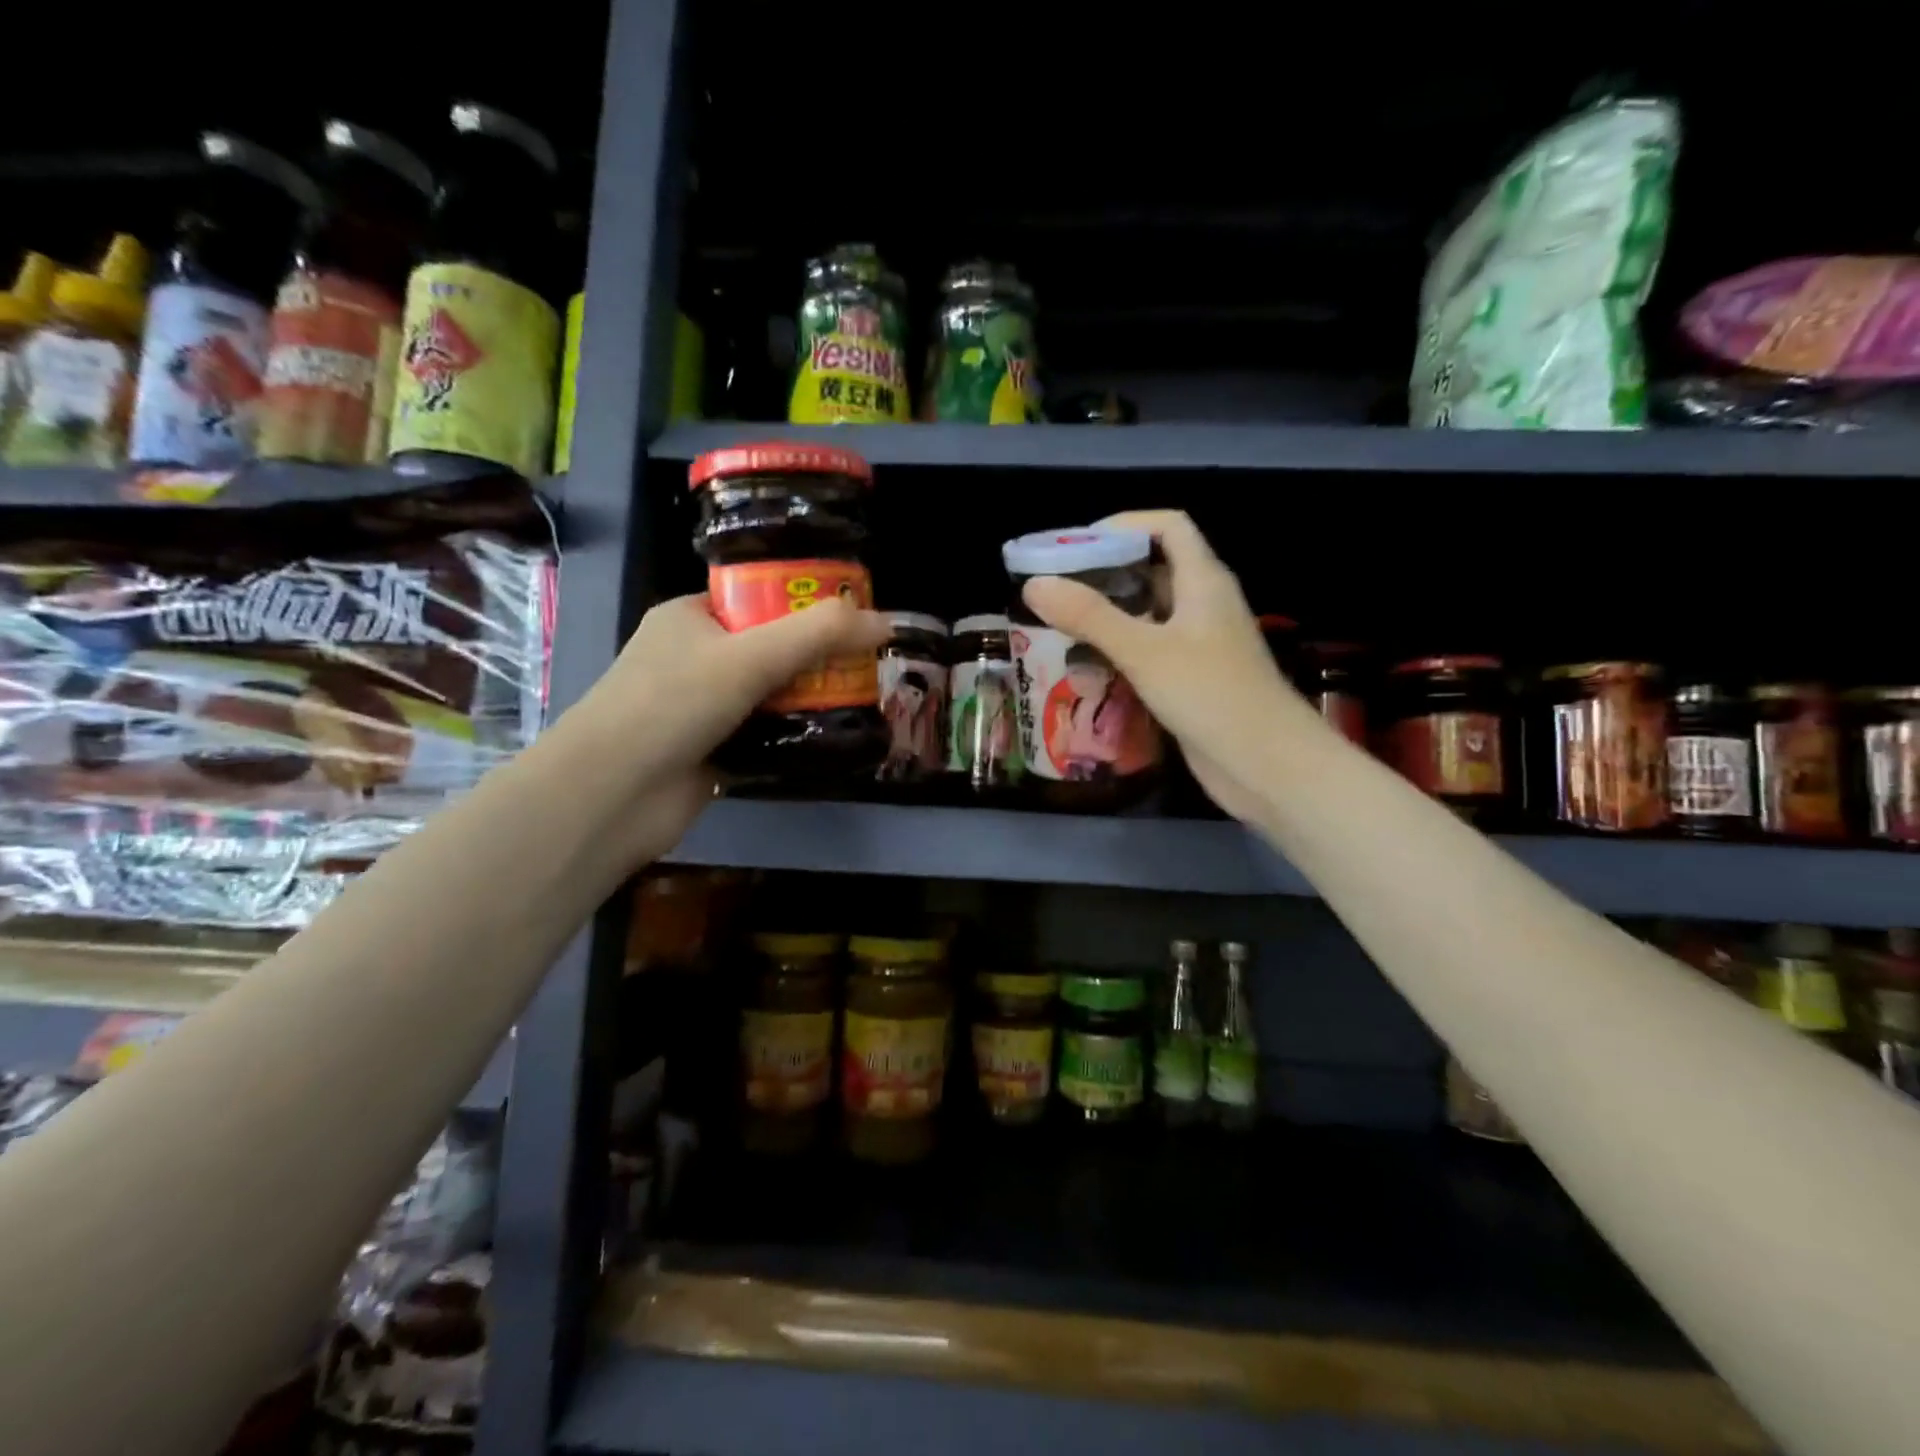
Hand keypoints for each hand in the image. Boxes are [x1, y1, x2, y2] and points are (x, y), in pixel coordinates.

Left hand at [568, 592, 889, 861]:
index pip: (758, 597)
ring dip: (811, 698)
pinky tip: (836, 736)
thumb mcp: (750, 656)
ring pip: (771, 693)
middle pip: (771, 647)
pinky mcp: (714, 750)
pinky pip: (767, 733)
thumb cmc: (673, 703)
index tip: (854, 616)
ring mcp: (703, 707)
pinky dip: (796, 734)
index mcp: (691, 617)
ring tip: (866, 698)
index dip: (806, 603)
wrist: (614, 794)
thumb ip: (819, 635)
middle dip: (818, 657)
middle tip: (869, 663)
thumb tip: (886, 622)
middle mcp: (696, 657)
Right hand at [1020, 511, 1319, 820]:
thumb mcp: (1144, 651)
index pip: (1169, 527)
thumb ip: (1089, 616)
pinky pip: (1152, 650)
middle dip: (1106, 572)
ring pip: (1150, 613)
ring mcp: (1201, 644)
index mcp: (1204, 580)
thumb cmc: (1210, 695)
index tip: (1076, 544)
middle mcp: (1205, 604)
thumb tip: (1034, 584)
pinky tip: (1088, 666)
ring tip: (1061, 624)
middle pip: (1154, 568)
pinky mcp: (1194, 679)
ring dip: (1110, 614)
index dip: (1125, 524)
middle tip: (1056, 588)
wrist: (1267, 764)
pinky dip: (1121, 650)